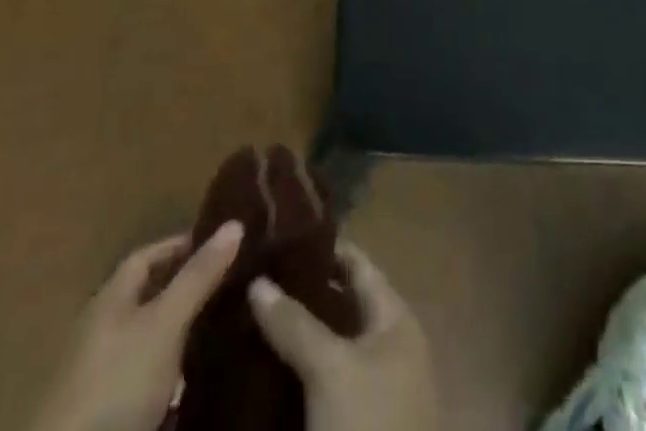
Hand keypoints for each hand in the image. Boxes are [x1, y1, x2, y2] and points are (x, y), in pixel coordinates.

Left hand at [31, 222, 244, 430]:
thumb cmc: (117, 383)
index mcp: (110, 299)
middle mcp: (103, 331)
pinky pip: (147, 383)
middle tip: (231, 287)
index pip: (148, 256)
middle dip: (187, 291)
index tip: (220, 245)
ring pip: (150, 343)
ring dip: (182, 337)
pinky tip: (196, 385)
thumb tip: (235, 222)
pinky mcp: (108, 416)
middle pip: (149, 299)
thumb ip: (198, 276)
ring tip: (223, 334)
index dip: (182, 246)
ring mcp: (102, 377)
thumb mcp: (165, 324)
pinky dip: (172, 378)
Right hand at [248, 242, 438, 430]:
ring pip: (330, 346)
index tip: (282, 233)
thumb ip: (295, 323)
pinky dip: (300, 372)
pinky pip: (325, 384)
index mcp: (394, 318)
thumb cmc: (370, 425)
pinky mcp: (356, 424)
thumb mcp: (331, 369)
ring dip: (297, 334)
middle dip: (301, 293)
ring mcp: (374, 388)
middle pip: (341, 305)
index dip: (322, 247)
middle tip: (256, 278)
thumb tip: (257, 280)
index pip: (357, 264)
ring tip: (251, 318)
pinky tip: (265, 370)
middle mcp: (388, 345)